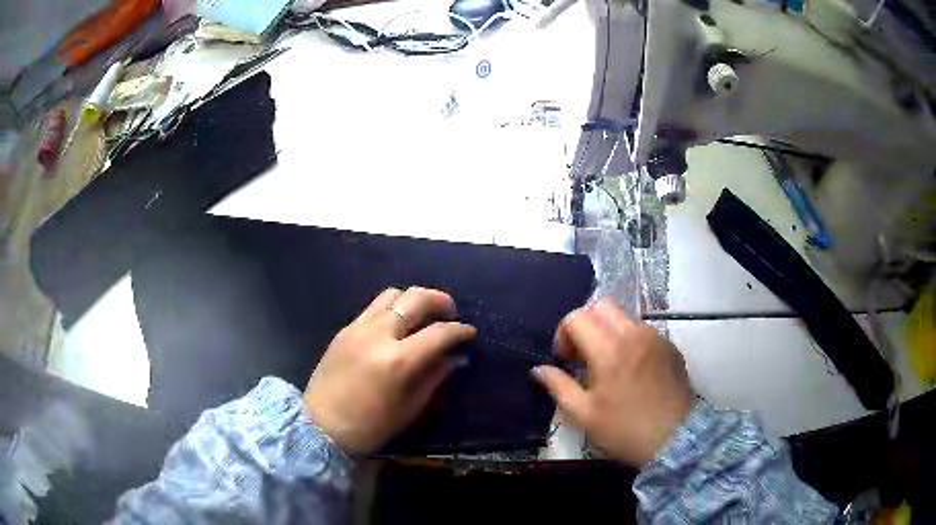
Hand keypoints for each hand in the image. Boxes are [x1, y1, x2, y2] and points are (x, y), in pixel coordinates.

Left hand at [304, 287, 475, 455]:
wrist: (320, 426)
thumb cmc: (369, 426)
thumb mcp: (409, 408)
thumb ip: (434, 378)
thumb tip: (453, 357)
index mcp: (398, 361)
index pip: (439, 332)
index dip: (459, 330)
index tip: (469, 332)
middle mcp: (378, 335)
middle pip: (416, 298)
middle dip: (440, 301)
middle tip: (450, 313)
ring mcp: (358, 328)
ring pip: (393, 294)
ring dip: (414, 299)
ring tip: (422, 315)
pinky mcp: (345, 329)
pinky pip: (374, 307)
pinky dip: (393, 308)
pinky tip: (397, 325)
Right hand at [532, 299, 693, 466]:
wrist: (675, 439)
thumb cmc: (625, 429)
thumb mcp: (584, 414)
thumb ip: (559, 386)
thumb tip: (539, 369)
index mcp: (609, 349)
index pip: (577, 317)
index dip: (563, 335)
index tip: (566, 361)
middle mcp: (634, 334)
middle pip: (601, 306)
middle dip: (585, 324)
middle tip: (583, 356)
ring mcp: (655, 337)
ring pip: (623, 317)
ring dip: (608, 332)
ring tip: (608, 365)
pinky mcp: (670, 346)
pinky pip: (642, 331)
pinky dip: (629, 341)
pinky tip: (632, 371)